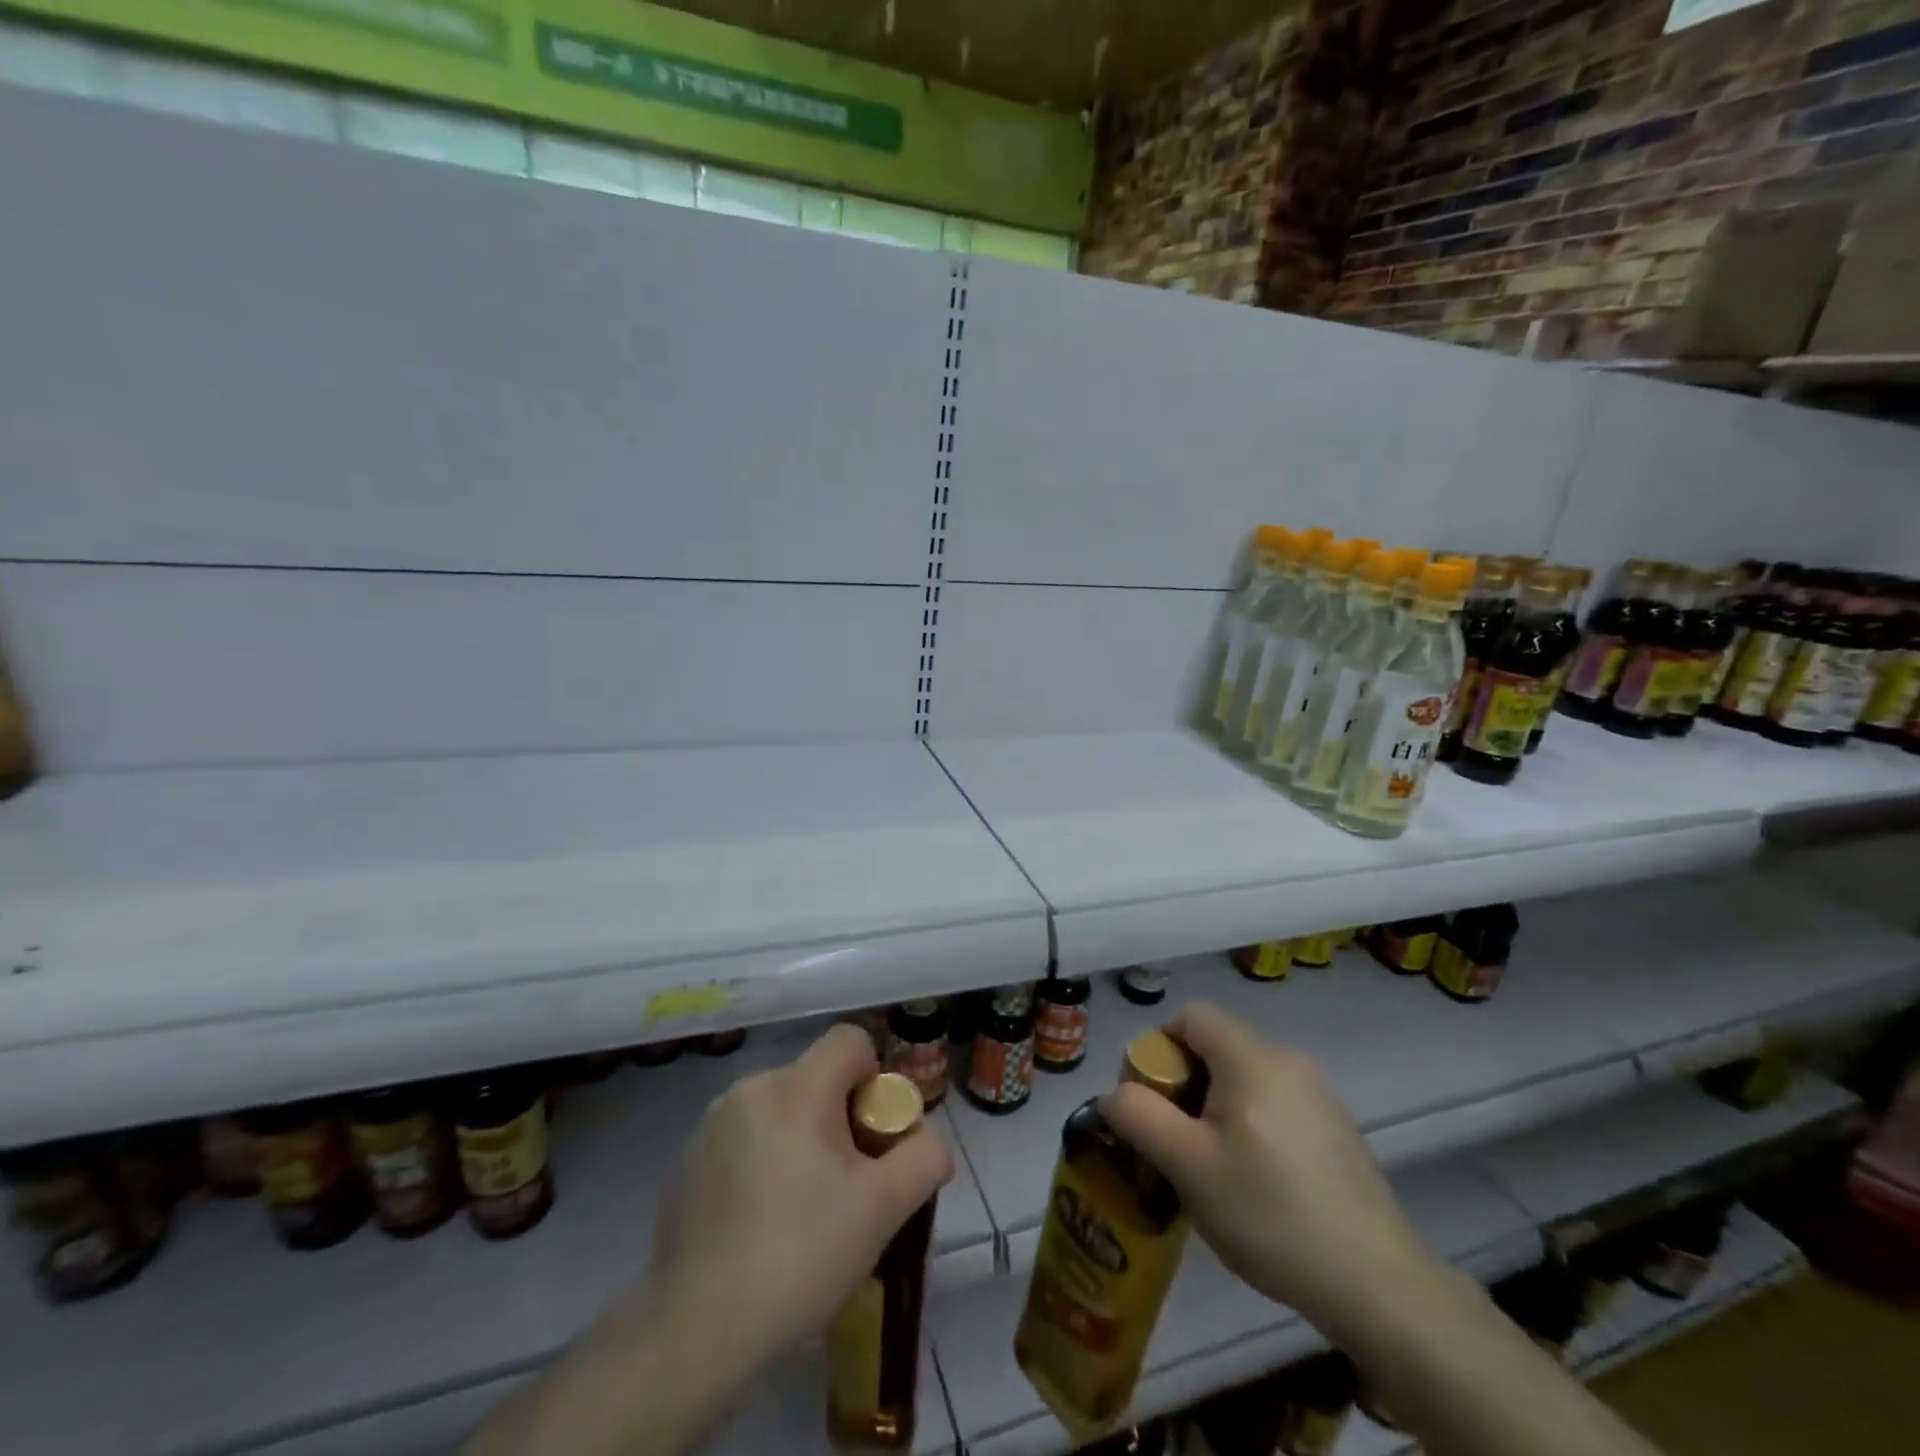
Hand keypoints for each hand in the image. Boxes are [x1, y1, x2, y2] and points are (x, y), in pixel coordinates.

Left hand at [469, 1026, 953, 1455]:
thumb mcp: (883, 1210)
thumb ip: (924, 1159)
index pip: (849, 1040)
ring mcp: (710, 1125)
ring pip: (779, 1108)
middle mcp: (749, 1089)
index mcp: (795, 1088)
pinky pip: (743, 1138)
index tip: (872, 1136)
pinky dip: (762, 1162)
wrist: (695, 1333)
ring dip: (800, 1139)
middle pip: (815, 1078)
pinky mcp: (685, 1162)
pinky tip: (760, 1224)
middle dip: (839, 1117)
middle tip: (845, 1184)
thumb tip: (930, 1143)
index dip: (874, 1076)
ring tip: (801, 1210)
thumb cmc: (800, 1256)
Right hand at [1100, 1002, 1438, 1344]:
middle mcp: (1288, 1060)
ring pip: (1244, 1077)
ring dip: (1213, 1106)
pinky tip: (1254, 1182)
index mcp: (1252, 1058)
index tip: (1150, 1100)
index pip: (1191, 1016)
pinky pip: (1274, 1102)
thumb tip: (1114, 1095)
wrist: (1377, 1284)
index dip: (1158, 1046)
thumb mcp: (1188, 1166)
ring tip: (1208, 1166)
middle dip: (1183, 1083)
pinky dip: (1248, 1123)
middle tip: (1173, 1140)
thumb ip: (1139, 1116)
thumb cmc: (1270, 1213)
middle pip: (1216, 1046)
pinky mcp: (1337, 1129)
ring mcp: (1319, 1094)